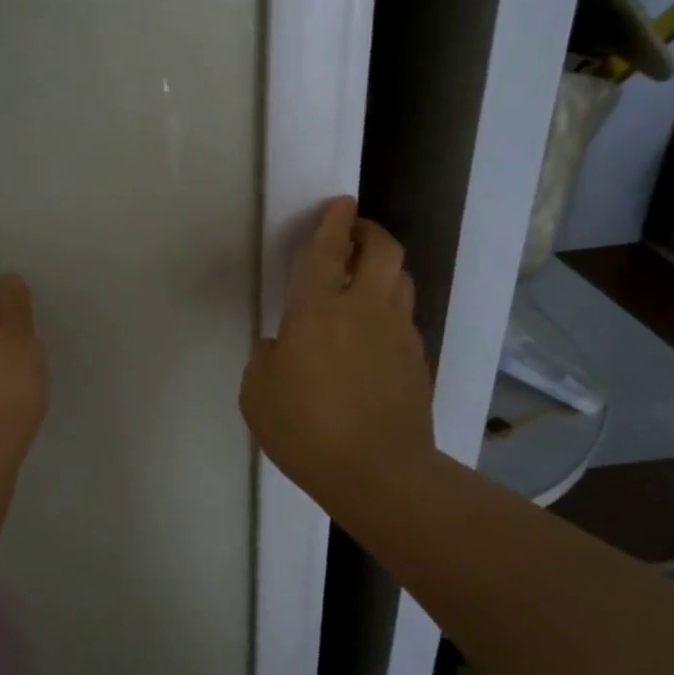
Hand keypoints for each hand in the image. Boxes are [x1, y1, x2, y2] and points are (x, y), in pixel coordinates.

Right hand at [241, 196, 434, 512]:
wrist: (378, 471)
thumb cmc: (305, 429)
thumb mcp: (257, 394)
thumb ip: (266, 359)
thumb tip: (282, 347)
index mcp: (318, 310)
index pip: (328, 250)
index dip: (333, 222)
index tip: (340, 203)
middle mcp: (364, 308)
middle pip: (382, 249)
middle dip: (368, 231)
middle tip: (354, 233)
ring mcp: (397, 332)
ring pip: (400, 279)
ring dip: (384, 266)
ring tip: (366, 276)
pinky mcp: (416, 359)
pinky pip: (404, 316)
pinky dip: (390, 308)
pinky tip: (374, 330)